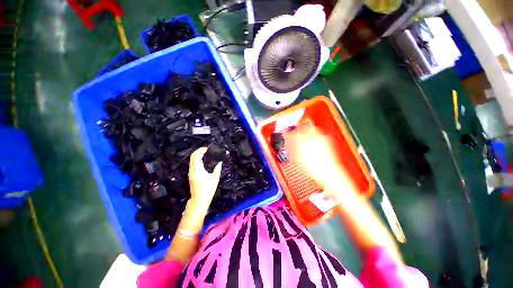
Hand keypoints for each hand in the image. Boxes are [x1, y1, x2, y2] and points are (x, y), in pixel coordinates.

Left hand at [188, 147, 221, 209]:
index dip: (201, 150)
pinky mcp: (190, 175)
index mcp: (198, 170)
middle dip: (198, 151)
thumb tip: (220, 162)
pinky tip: (202, 160)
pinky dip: (196, 159)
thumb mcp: (215, 178)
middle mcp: (192, 170)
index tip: (207, 148)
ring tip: (205, 153)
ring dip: (197, 155)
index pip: (197, 156)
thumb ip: (217, 168)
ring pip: (191, 160)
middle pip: (192, 157)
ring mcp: (190, 173)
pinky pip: (192, 164)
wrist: (199, 200)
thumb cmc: (208, 189)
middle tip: (205, 149)